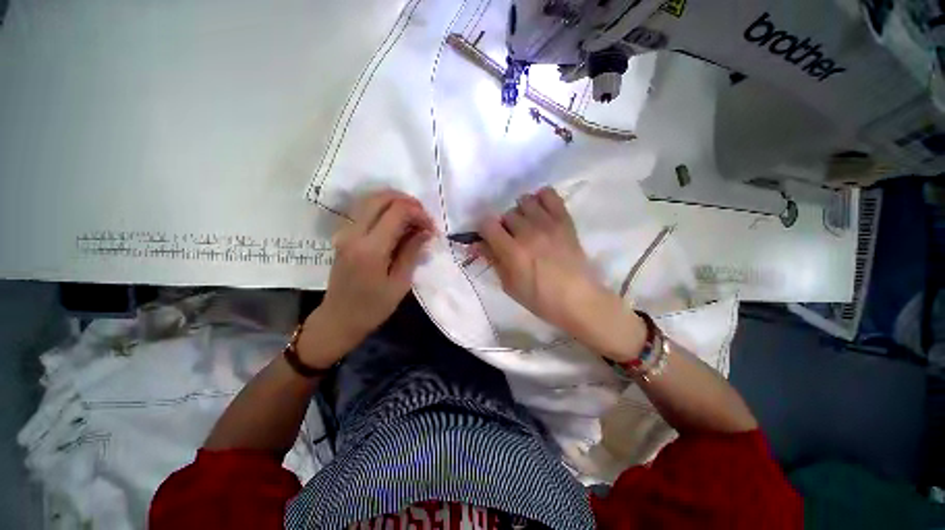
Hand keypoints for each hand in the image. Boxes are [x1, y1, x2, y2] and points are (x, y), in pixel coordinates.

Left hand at [299, 190, 433, 367]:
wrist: (339, 319)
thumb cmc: (373, 307)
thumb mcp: (400, 283)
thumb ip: (412, 252)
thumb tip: (426, 231)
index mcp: (370, 248)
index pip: (396, 211)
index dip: (418, 213)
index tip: (431, 227)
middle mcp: (354, 233)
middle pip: (381, 198)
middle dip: (407, 202)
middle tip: (423, 218)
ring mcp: (345, 232)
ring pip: (371, 199)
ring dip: (395, 203)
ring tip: (413, 219)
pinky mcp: (344, 234)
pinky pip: (365, 210)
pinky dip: (384, 210)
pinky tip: (397, 224)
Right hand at [477, 187, 644, 360]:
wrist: (578, 299)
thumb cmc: (540, 298)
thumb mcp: (509, 286)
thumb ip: (493, 261)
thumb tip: (478, 244)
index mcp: (512, 251)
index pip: (487, 224)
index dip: (484, 230)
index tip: (490, 238)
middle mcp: (528, 232)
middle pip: (506, 214)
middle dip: (504, 225)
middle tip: (512, 238)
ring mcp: (548, 224)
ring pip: (525, 201)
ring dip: (521, 212)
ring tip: (527, 224)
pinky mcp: (564, 220)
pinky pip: (549, 194)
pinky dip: (541, 197)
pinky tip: (540, 211)